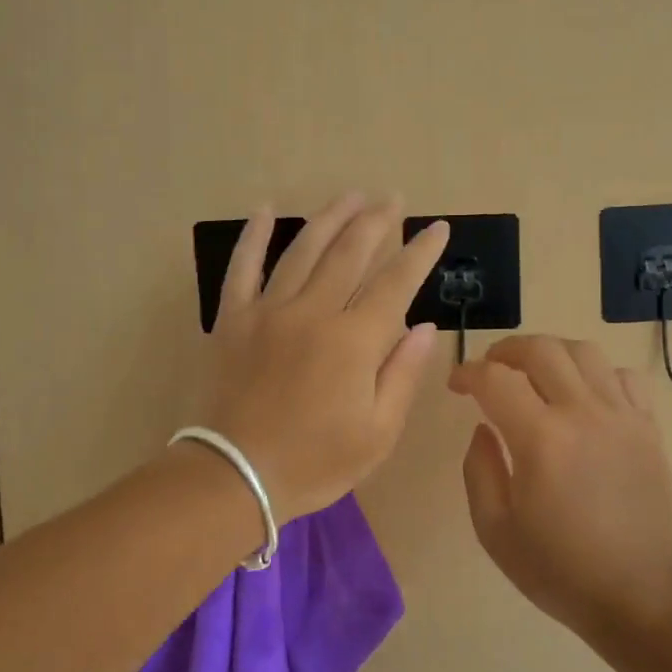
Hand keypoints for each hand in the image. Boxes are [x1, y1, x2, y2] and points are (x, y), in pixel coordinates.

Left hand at [200, 193, 445, 520]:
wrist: (233, 477)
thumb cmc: (314, 462)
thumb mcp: (378, 433)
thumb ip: (403, 374)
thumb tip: (425, 326)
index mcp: (354, 340)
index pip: (396, 282)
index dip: (421, 252)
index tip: (439, 228)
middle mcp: (313, 312)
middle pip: (350, 253)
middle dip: (377, 221)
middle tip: (393, 198)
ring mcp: (268, 311)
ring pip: (303, 250)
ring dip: (330, 218)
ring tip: (350, 195)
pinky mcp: (233, 319)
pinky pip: (242, 267)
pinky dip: (254, 236)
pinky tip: (267, 210)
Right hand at [449, 335, 671, 639]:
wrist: (644, 596)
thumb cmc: (562, 571)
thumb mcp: (496, 532)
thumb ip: (479, 471)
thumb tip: (483, 428)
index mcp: (540, 438)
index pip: (495, 378)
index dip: (468, 372)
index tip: (456, 385)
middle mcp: (582, 412)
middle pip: (541, 349)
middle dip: (506, 350)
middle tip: (491, 370)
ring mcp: (621, 415)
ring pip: (584, 351)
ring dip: (551, 353)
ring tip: (536, 374)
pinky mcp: (648, 426)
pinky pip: (623, 375)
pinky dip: (597, 372)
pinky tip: (584, 395)